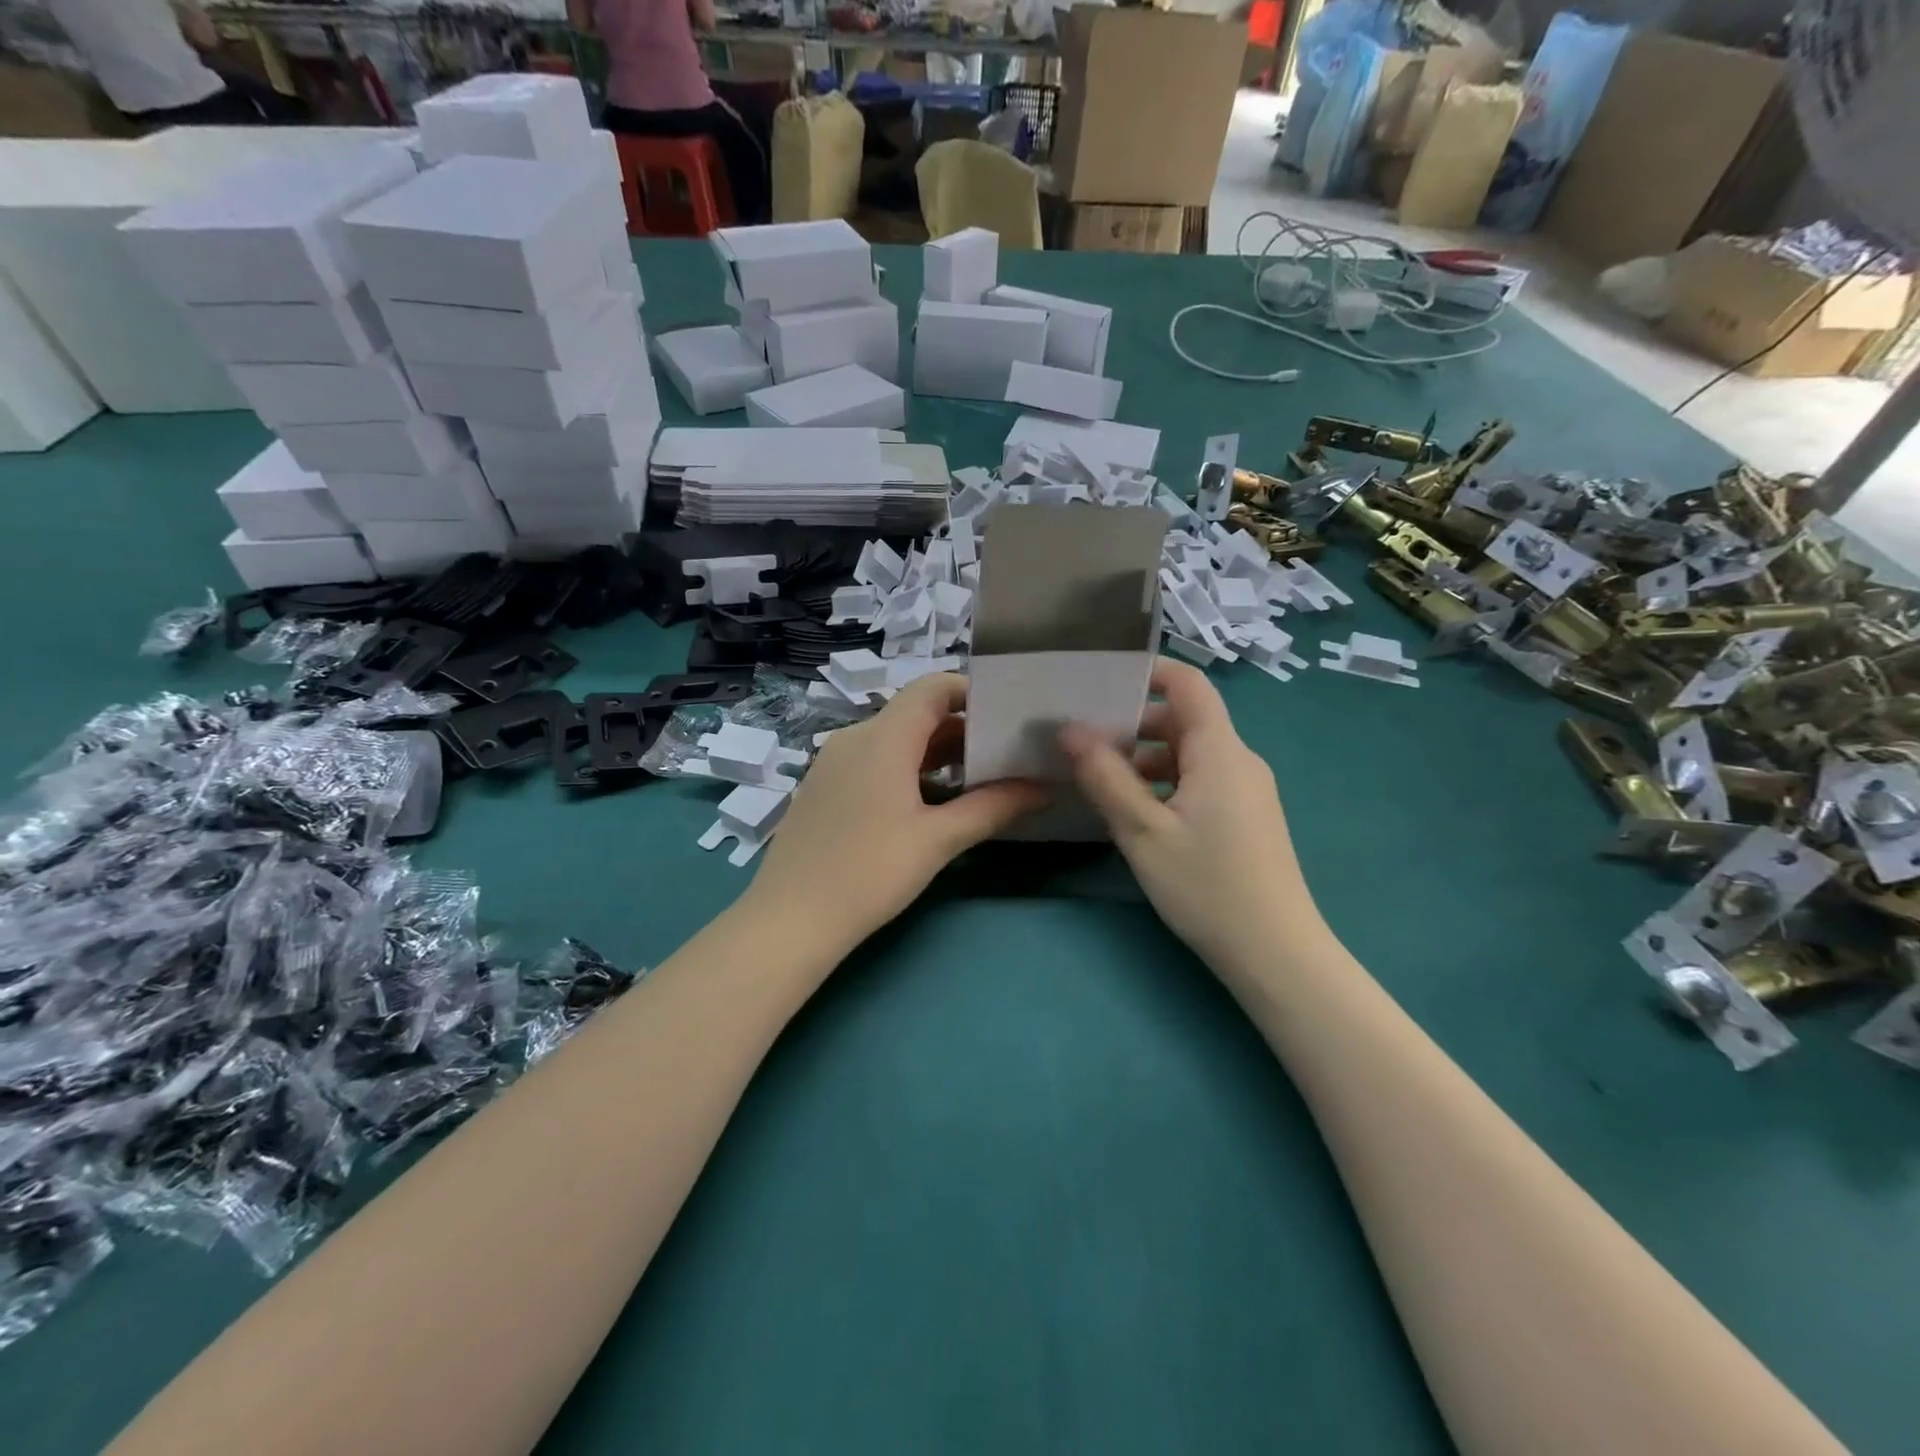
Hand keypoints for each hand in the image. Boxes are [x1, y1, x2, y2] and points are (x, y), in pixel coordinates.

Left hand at [744, 674, 1047, 952]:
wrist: (790, 919)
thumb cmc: (869, 873)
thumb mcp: (938, 840)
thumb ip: (994, 807)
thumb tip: (1044, 788)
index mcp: (883, 737)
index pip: (933, 687)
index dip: (972, 692)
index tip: (1008, 715)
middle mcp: (855, 737)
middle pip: (916, 713)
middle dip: (963, 729)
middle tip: (1007, 752)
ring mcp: (834, 761)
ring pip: (895, 739)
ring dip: (937, 752)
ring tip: (980, 779)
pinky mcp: (824, 786)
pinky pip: (874, 760)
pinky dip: (908, 769)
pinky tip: (932, 802)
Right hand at [1060, 658, 1323, 973]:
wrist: (1276, 954)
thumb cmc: (1208, 886)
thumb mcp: (1143, 831)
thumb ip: (1105, 777)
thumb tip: (1069, 731)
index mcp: (1220, 752)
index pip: (1189, 685)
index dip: (1149, 672)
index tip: (1101, 682)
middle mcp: (1239, 761)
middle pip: (1184, 720)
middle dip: (1134, 725)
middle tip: (1085, 744)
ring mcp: (1246, 791)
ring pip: (1189, 755)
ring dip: (1146, 760)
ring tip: (1102, 783)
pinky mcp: (1246, 817)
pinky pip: (1200, 781)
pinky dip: (1165, 784)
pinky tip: (1137, 814)